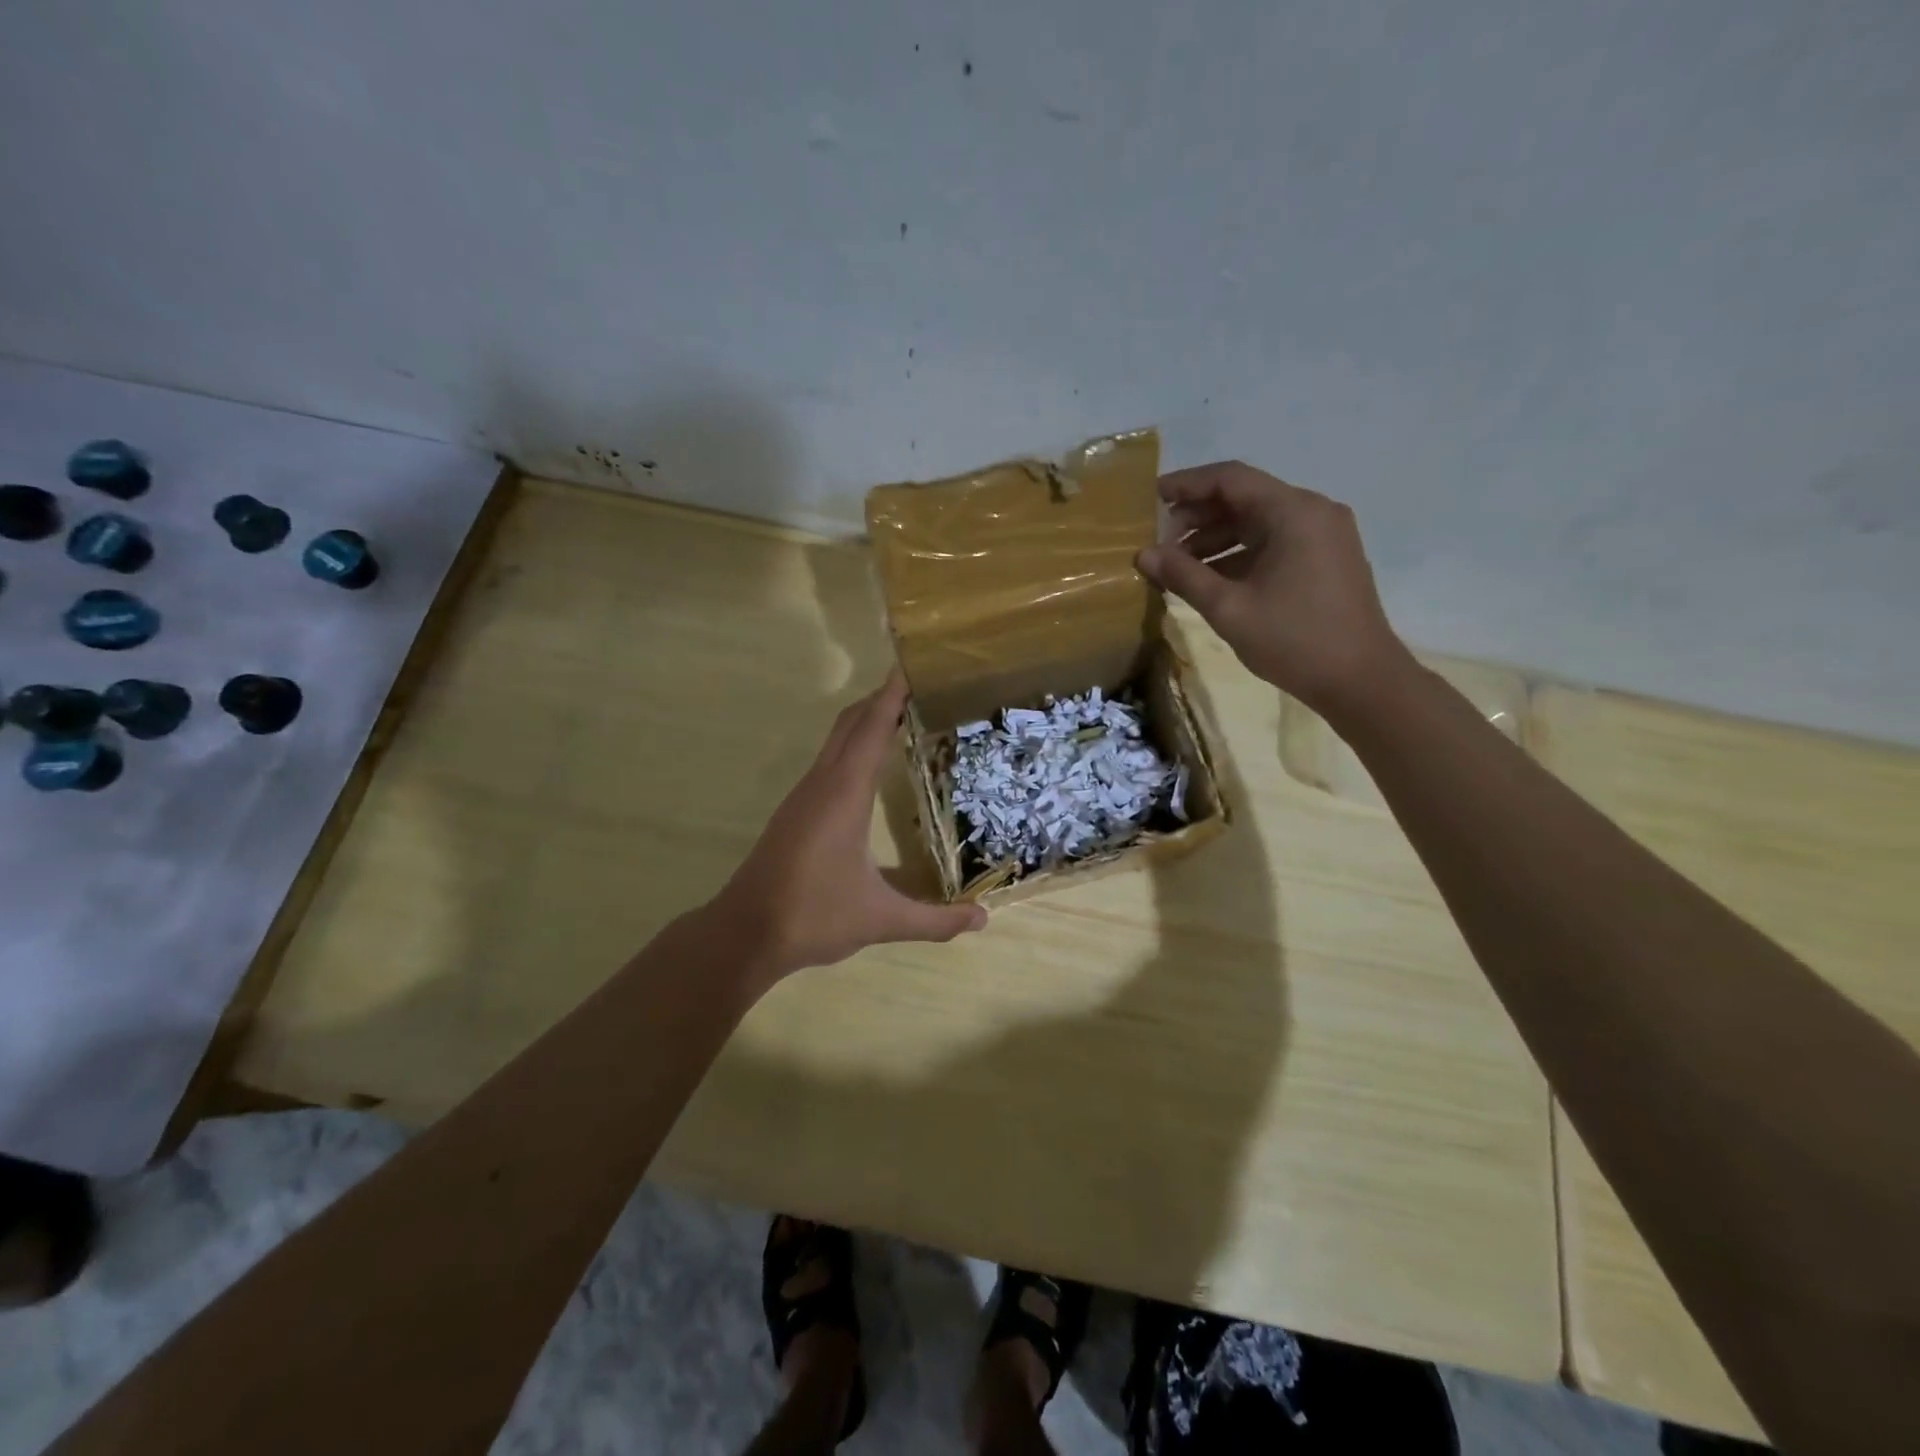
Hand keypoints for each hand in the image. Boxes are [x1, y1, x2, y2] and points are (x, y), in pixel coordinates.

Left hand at [713, 670, 986, 987]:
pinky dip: (853, 746)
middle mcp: (822, 784)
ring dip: (866, 721)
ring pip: (836, 740)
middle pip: (851, 723)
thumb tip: (982, 919)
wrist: (745, 934)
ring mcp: (803, 796)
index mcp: (844, 794)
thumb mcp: (881, 919)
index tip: (914, 665)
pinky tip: (870, 768)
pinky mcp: (795, 811)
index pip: (872, 728)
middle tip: (922, 688)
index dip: (893, 695)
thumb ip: (934, 920)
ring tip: (904, 719)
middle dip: (882, 699)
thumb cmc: (813, 916)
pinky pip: (829, 761)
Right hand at [1137, 462, 1413, 716]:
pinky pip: (1274, 542)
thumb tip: (1142, 554)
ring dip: (1216, 538)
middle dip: (1198, 517)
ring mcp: (1323, 535)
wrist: (1361, 681)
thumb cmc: (1294, 640)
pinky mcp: (1326, 559)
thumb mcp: (1229, 608)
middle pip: (1244, 498)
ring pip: (1258, 522)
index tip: (1151, 499)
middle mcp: (1312, 512)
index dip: (1186, 485)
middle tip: (1160, 543)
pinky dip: (1239, 554)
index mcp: (1293, 512)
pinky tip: (1210, 579)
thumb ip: (1183, 575)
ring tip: (1177, 566)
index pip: (1230, 478)